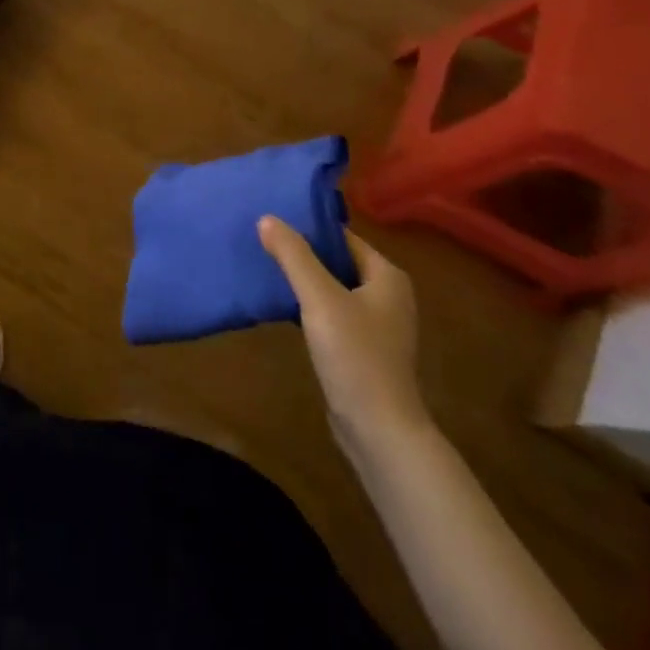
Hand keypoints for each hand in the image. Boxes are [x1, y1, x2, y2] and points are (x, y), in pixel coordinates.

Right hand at [258, 216, 431, 460]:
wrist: (379, 431)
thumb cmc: (355, 356)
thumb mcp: (319, 298)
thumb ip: (293, 256)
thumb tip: (267, 218)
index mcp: (387, 276)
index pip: (341, 237)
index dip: (307, 228)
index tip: (271, 223)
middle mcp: (387, 294)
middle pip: (337, 261)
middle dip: (302, 253)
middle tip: (262, 242)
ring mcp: (377, 324)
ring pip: (333, 288)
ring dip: (304, 280)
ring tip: (266, 269)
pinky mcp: (364, 348)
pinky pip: (332, 313)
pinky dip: (310, 306)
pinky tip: (283, 306)